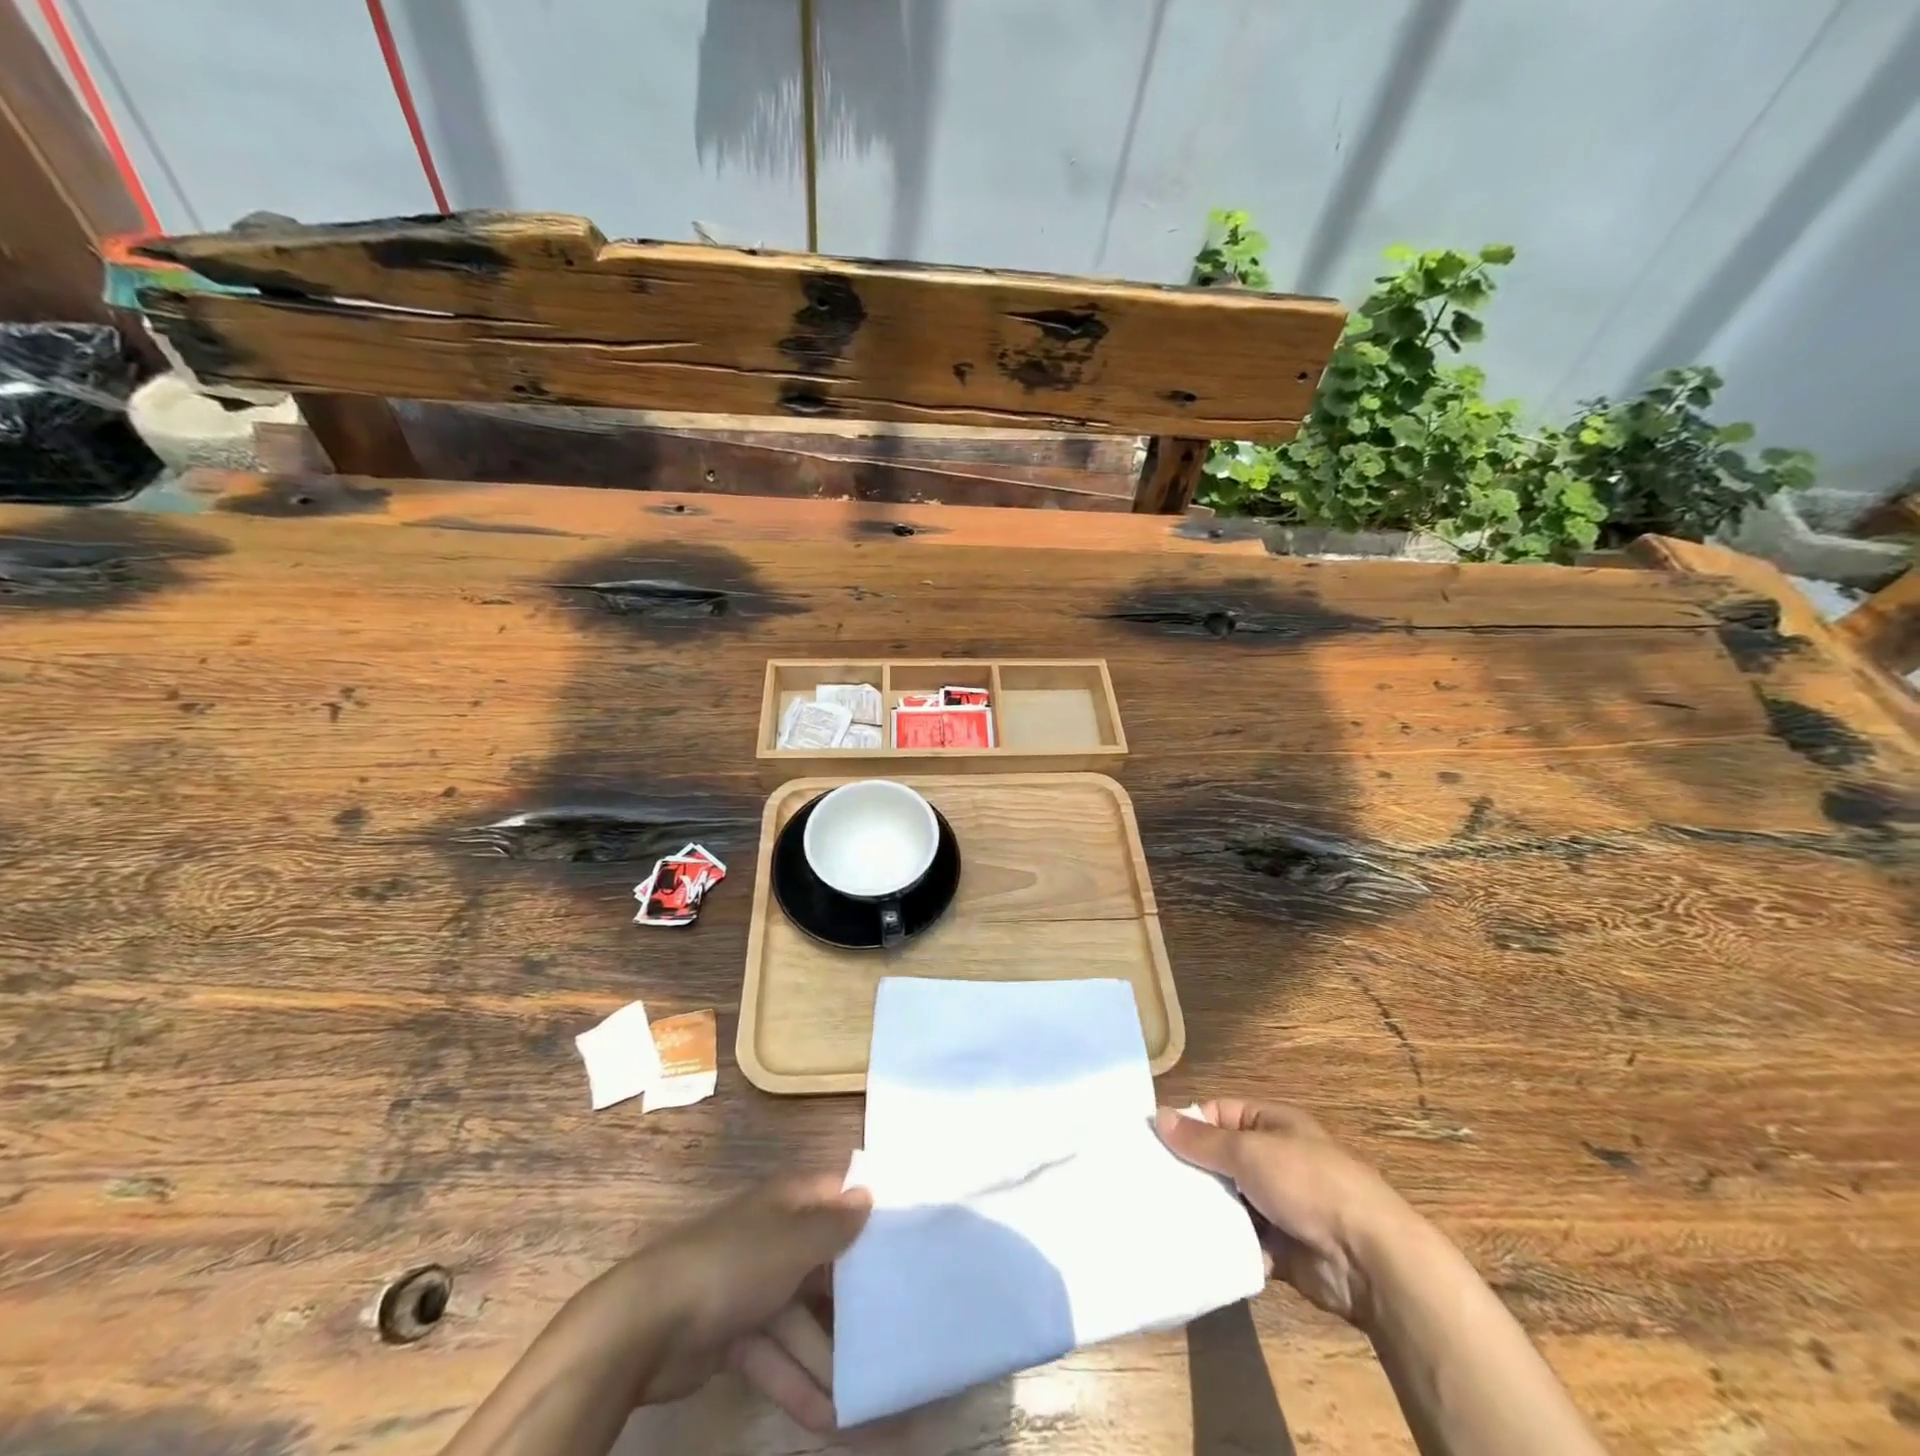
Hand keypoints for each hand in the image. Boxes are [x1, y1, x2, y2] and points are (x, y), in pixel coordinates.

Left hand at [571, 1176, 869, 1432]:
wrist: (646, 1326)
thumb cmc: (732, 1266)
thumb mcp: (792, 1242)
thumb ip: (834, 1225)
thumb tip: (868, 1195)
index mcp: (787, 1204)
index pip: (837, 1200)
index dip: (869, 1216)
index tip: (909, 1242)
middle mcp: (774, 1238)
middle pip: (825, 1266)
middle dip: (855, 1302)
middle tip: (897, 1333)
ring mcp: (753, 1288)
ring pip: (803, 1321)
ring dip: (830, 1359)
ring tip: (869, 1397)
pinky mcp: (734, 1335)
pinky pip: (777, 1356)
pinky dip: (798, 1383)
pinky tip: (830, 1421)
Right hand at [1155, 1100, 1416, 1327]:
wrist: (1369, 1259)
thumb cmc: (1308, 1183)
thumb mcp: (1249, 1151)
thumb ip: (1201, 1140)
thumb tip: (1158, 1116)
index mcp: (1271, 1124)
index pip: (1218, 1115)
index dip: (1187, 1125)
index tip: (1150, 1141)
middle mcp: (1274, 1160)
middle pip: (1220, 1160)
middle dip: (1190, 1172)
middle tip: (1147, 1183)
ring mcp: (1278, 1206)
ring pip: (1228, 1202)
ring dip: (1204, 1210)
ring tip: (1160, 1216)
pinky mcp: (1280, 1249)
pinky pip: (1241, 1241)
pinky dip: (1222, 1245)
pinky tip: (1190, 1248)